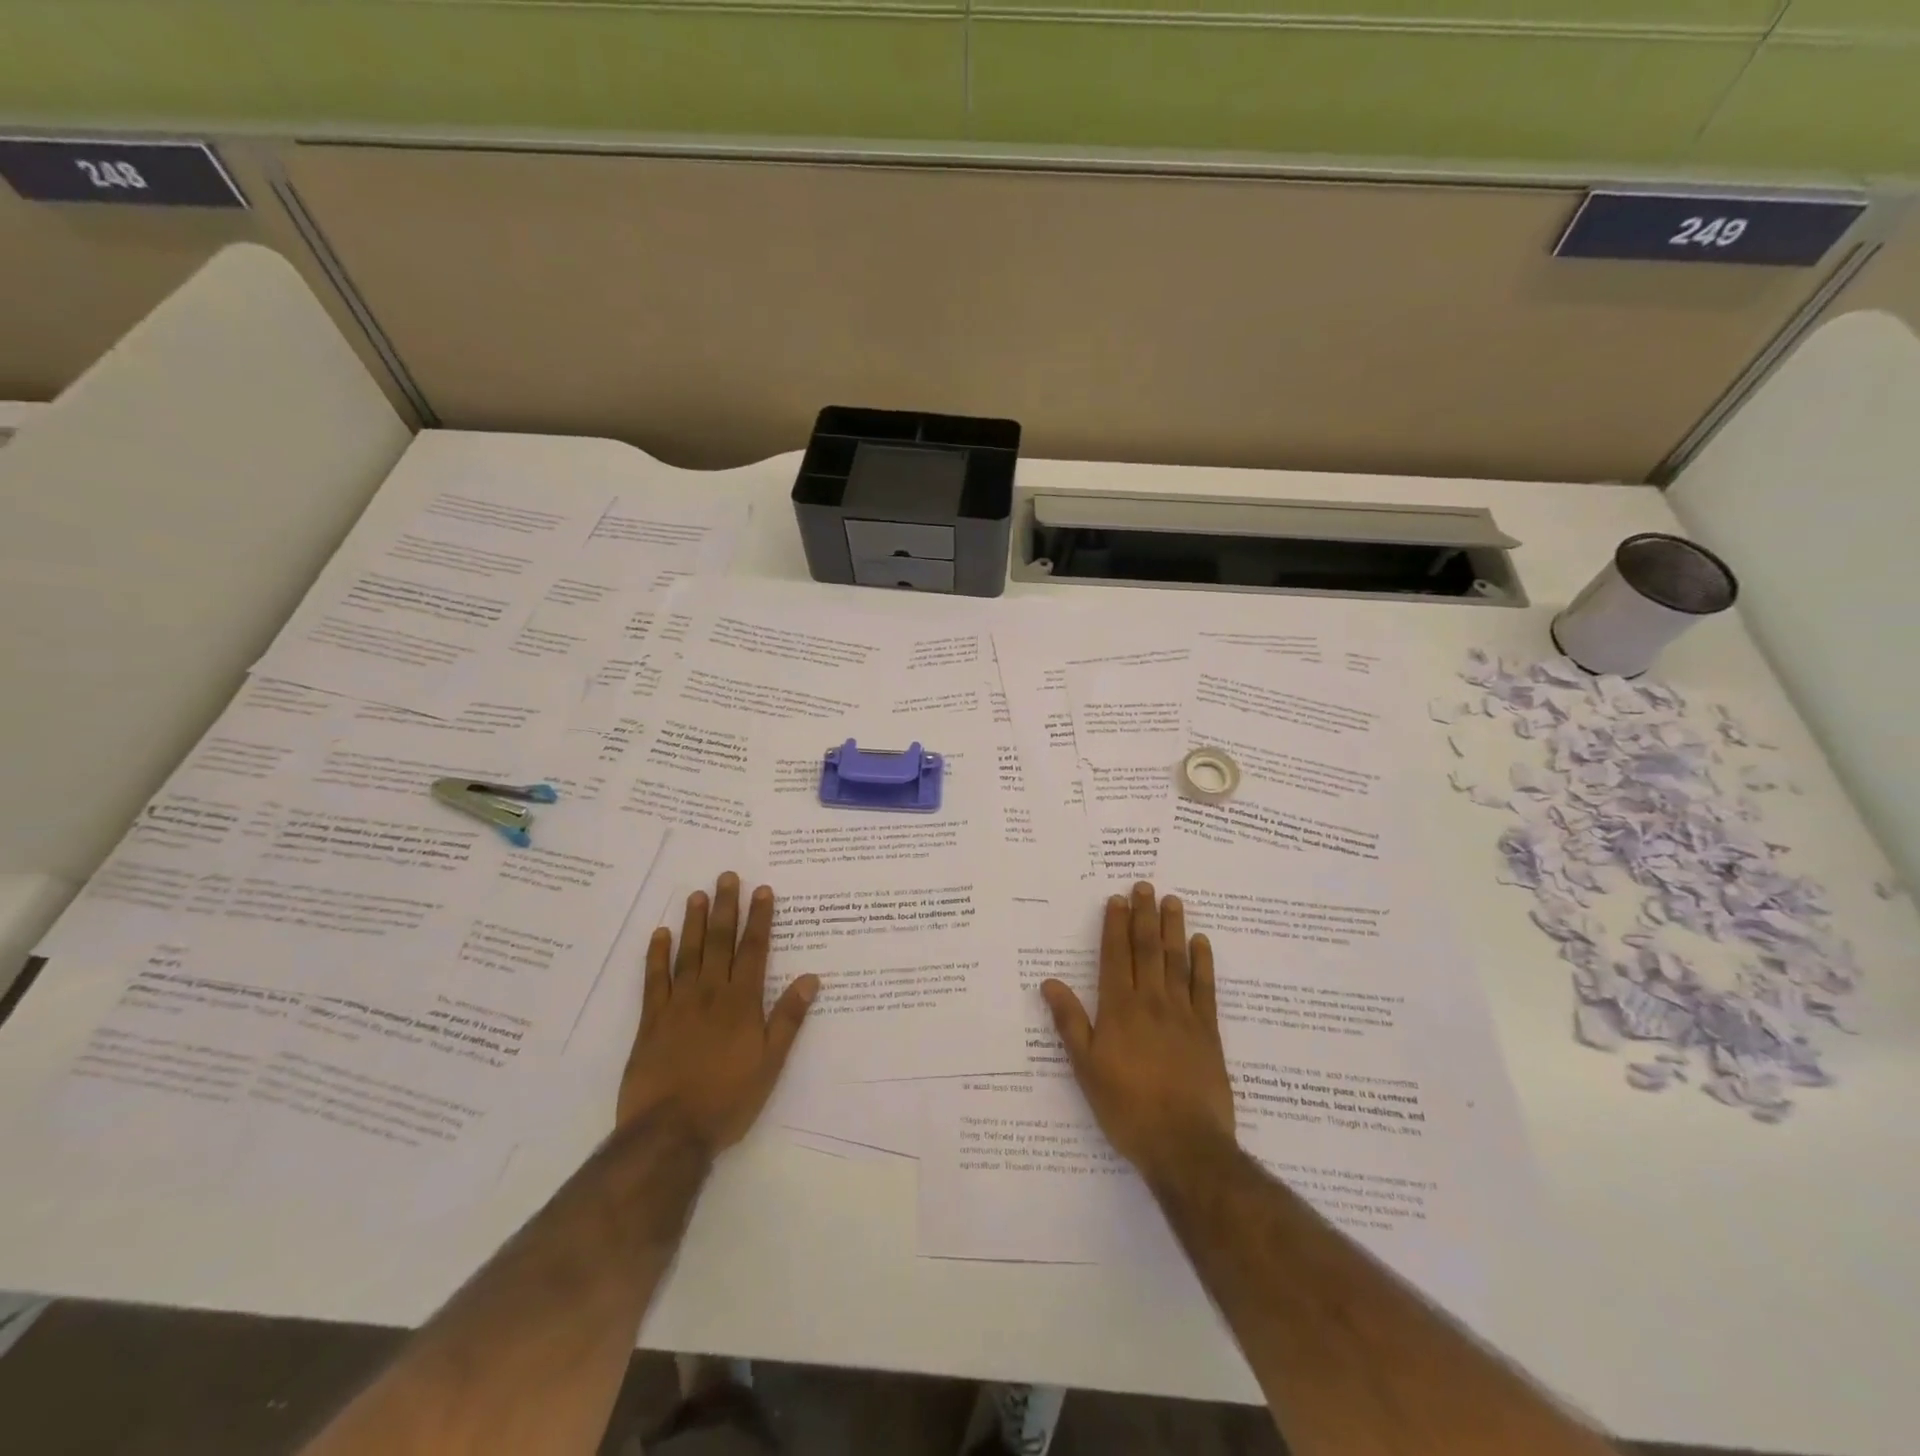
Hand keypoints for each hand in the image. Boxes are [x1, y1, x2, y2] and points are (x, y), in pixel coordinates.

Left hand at [618, 872, 819, 1153]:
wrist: (670, 1131)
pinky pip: (654, 980)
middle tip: (727, 876)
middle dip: (726, 908)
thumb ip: (788, 1018)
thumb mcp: (770, 1063)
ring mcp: (678, 1004)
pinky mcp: (651, 1021)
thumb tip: (811, 978)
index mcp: (742, 1003)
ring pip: (688, 953)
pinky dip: (657, 955)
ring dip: (694, 922)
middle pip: (720, 942)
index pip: (754, 951)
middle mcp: (711, 994)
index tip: (762, 890)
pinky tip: (660, 934)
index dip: (759, 919)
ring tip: (698, 894)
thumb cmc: (728, 1099)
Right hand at [1042, 881, 1236, 1183]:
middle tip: (1146, 886)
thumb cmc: (1127, 1107)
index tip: (1118, 899)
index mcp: (1119, 1009)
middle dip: (1145, 915)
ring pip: (1177, 960)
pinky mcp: (1208, 1031)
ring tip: (1173, 901)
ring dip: (1173, 928)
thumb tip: (1049, 983)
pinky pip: (1205, 987)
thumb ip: (1070, 1022)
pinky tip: (1201, 943)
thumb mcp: (1086, 1068)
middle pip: (1147, 949)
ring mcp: (1183, 1014)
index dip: (1116, 925)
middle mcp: (1151, 1001)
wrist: (1184, 1144)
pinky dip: (1203, 962)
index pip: (1116, 956)